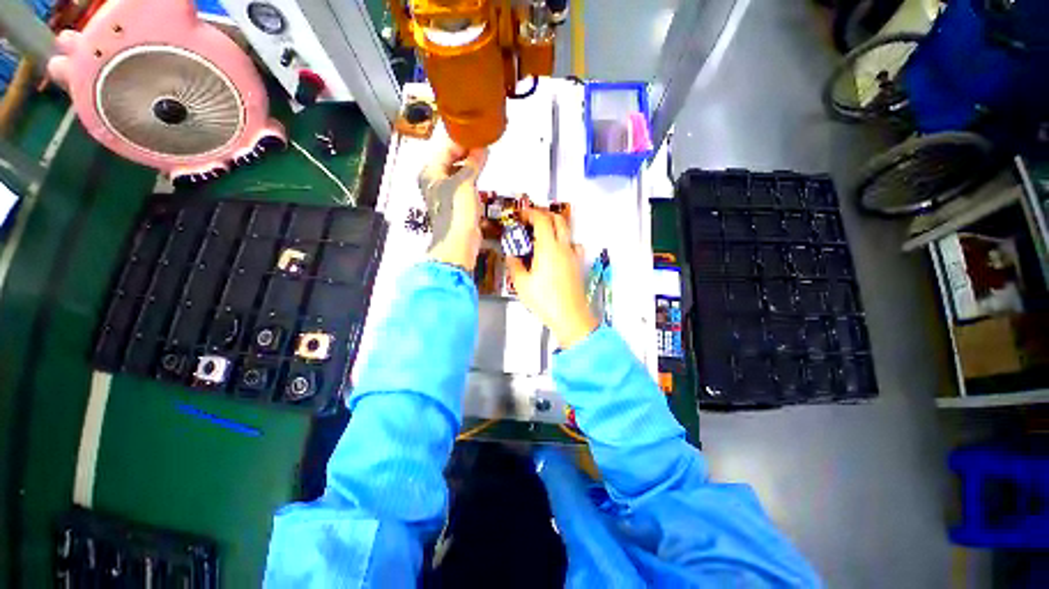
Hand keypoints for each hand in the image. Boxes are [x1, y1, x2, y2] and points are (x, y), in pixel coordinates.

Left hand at [420, 143, 487, 270]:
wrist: (459, 241)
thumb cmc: (457, 209)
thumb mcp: (464, 182)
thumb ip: (473, 163)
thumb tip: (482, 148)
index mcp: (430, 172)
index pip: (446, 149)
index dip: (462, 141)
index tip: (478, 135)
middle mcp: (435, 181)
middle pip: (451, 160)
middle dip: (467, 153)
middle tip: (484, 145)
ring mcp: (445, 194)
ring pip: (458, 173)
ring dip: (470, 166)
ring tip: (485, 158)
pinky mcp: (456, 205)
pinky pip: (464, 186)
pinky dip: (472, 179)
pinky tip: (482, 176)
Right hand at [505, 207, 597, 348]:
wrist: (570, 316)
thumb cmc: (545, 300)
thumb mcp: (521, 284)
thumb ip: (514, 265)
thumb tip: (511, 255)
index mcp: (548, 248)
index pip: (542, 219)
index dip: (531, 213)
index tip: (521, 215)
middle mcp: (563, 247)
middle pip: (558, 219)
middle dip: (544, 214)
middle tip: (531, 220)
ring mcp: (573, 255)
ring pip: (567, 230)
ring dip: (555, 226)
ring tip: (543, 234)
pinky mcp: (578, 264)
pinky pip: (574, 245)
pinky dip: (565, 241)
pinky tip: (558, 251)